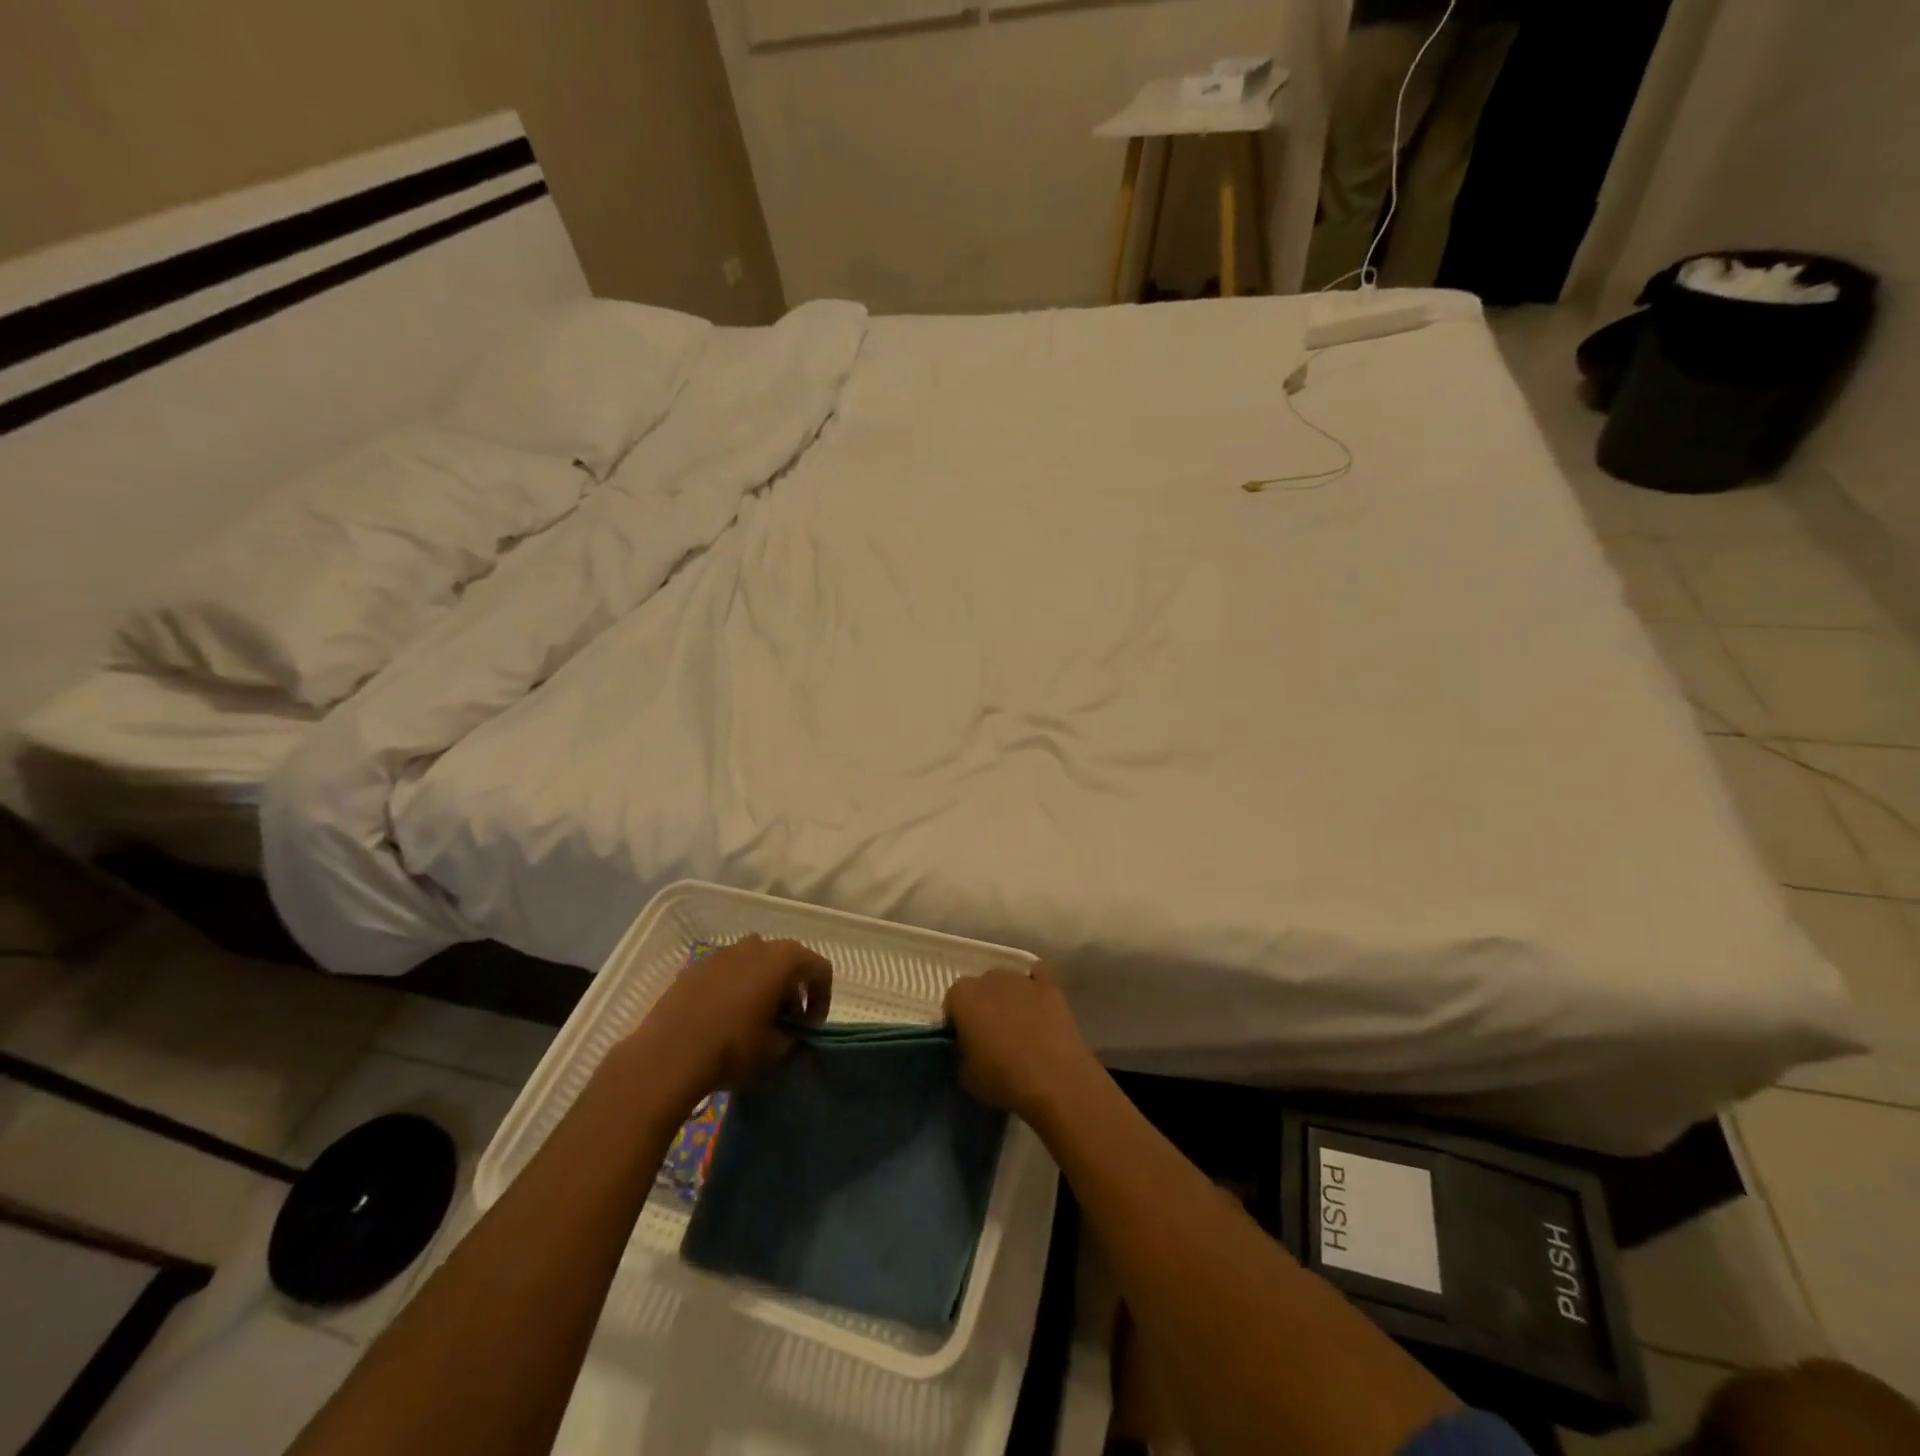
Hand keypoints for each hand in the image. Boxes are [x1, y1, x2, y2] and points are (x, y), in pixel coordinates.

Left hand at [630, 936, 831, 1102]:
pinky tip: (722, 1018)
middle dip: (791, 990)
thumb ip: (793, 1037)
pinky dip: (733, 988)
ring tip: (753, 1019)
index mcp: (783, 959)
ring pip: (754, 963)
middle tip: (785, 1023)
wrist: (667, 1056)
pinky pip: (726, 972)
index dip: (822, 998)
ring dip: (762, 985)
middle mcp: (756, 945)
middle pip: (787, 961)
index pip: (819, 969)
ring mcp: (722, 953)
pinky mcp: (695, 967)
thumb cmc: (732, 1048)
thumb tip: (791, 1035)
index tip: (810, 1027)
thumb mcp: (775, 1050)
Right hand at [944, 964, 1097, 1119]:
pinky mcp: (1050, 987)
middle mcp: (990, 978)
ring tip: (1017, 1027)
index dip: (957, 1022)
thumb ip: (960, 1053)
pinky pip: (1037, 977)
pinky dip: (1033, 987)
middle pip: (980, 987)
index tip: (964, 1042)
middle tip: (989, 1035)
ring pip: (1007, 982)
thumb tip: (966, 1049)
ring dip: (1007, 998)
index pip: (952, 1001)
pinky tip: (1036, 1006)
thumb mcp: (965, 1077)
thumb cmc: (1003, 1080)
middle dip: (982, 1006)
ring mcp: (1022, 980)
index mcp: (963, 996)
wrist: (1055, 1081)